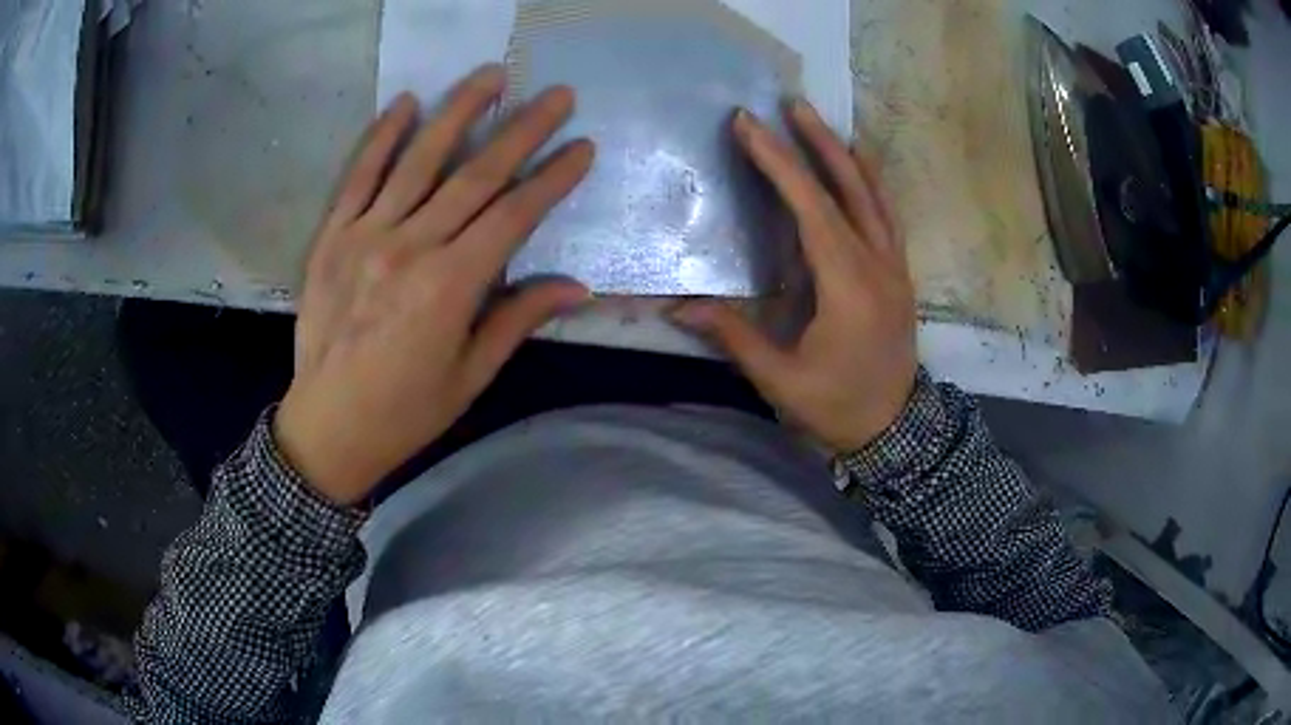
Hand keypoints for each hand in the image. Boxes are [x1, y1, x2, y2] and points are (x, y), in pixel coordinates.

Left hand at [275, 65, 594, 504]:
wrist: (328, 427)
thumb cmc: (406, 412)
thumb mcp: (471, 375)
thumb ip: (517, 319)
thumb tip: (576, 288)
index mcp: (451, 287)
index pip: (514, 215)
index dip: (552, 178)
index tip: (582, 146)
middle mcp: (411, 248)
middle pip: (475, 175)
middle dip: (522, 130)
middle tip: (556, 94)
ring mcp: (366, 236)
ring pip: (419, 160)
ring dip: (458, 112)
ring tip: (490, 75)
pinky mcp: (332, 237)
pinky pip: (358, 176)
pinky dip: (381, 137)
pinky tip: (406, 103)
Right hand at [672, 101, 916, 452]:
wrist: (896, 431)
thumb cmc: (838, 408)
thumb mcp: (781, 380)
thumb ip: (734, 335)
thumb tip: (677, 305)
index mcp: (848, 287)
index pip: (810, 208)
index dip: (778, 163)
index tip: (749, 126)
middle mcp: (877, 265)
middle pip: (849, 188)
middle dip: (816, 142)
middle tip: (789, 104)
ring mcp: (895, 266)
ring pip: (874, 195)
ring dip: (846, 154)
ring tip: (819, 123)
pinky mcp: (900, 273)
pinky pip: (887, 215)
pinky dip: (870, 182)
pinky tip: (856, 167)